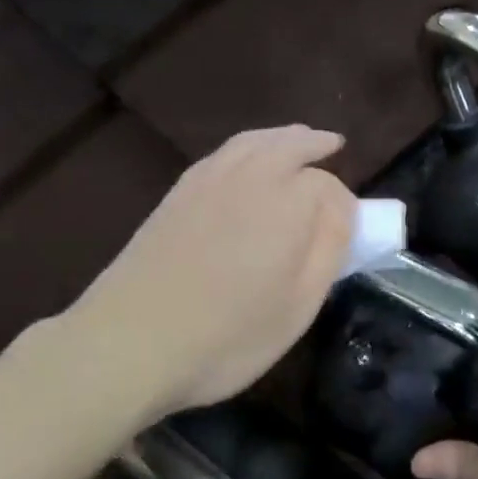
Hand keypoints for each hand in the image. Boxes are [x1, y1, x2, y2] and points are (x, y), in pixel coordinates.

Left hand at [66, 126, 355, 422]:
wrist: (130, 342)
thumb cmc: (228, 335)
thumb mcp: (299, 305)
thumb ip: (329, 249)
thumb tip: (341, 211)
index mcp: (288, 202)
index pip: (330, 189)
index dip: (343, 208)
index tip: (347, 233)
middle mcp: (250, 176)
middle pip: (290, 144)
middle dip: (313, 144)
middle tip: (331, 145)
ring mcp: (208, 180)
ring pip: (253, 142)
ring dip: (280, 136)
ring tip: (295, 139)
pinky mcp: (177, 193)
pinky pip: (222, 154)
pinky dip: (245, 147)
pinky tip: (246, 162)